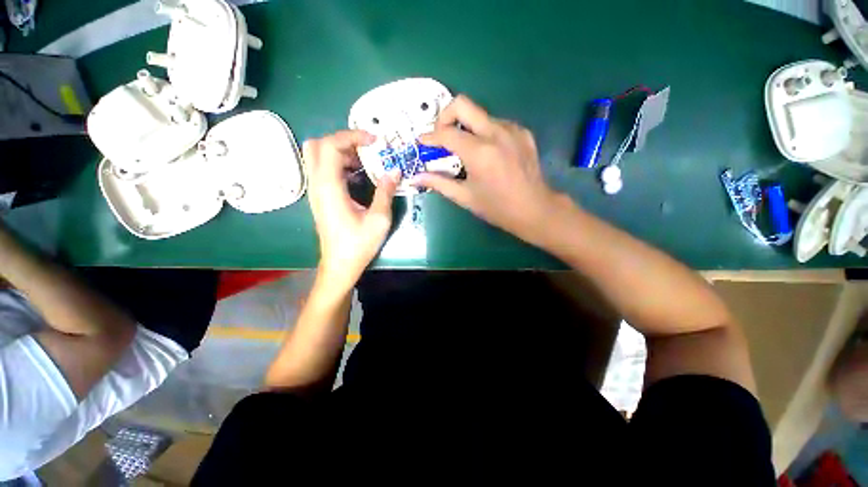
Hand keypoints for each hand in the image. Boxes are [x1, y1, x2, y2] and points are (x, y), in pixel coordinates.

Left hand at [304, 130, 399, 290]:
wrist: (340, 265)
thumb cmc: (359, 244)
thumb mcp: (379, 219)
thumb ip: (386, 191)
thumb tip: (395, 171)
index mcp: (329, 187)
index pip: (331, 145)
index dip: (353, 136)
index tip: (375, 141)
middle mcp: (316, 184)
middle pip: (318, 145)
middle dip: (343, 140)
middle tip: (366, 149)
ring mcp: (315, 190)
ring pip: (317, 156)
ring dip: (341, 152)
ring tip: (365, 161)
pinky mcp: (319, 197)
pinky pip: (323, 169)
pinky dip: (339, 164)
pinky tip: (358, 176)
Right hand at [412, 95, 566, 245]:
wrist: (535, 209)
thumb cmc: (497, 207)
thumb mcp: (465, 197)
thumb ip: (438, 183)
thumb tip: (414, 178)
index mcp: (479, 152)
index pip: (446, 133)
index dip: (430, 137)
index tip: (422, 142)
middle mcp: (496, 133)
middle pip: (462, 104)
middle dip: (445, 116)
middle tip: (441, 136)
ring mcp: (512, 129)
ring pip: (480, 114)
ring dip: (466, 127)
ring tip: (465, 149)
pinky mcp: (523, 132)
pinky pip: (496, 123)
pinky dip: (484, 132)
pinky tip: (486, 151)